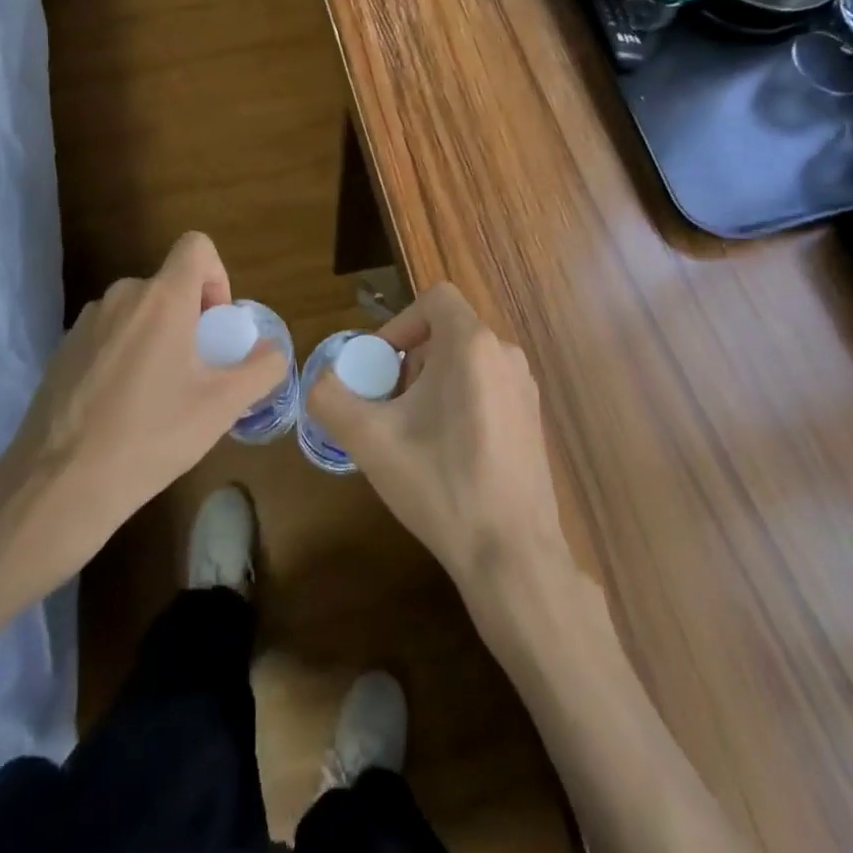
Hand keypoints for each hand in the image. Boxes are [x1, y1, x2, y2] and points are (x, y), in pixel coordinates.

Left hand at [0, 232, 287, 585]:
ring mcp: (86, 323)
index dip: (217, 276)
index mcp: (162, 298)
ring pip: (138, 313)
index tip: (216, 326)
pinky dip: (125, 355)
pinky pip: (109, 336)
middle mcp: (121, 296)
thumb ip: (261, 368)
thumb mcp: (223, 406)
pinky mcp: (62, 351)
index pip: (196, 246)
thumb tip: (271, 351)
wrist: (59, 485)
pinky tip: (121, 409)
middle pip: (169, 286)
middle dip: (190, 319)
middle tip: (195, 373)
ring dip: (157, 338)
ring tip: (158, 397)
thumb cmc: (151, 435)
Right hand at [308, 282, 570, 605]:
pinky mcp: (533, 419)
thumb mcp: (370, 440)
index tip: (380, 366)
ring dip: (433, 383)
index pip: (435, 297)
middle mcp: (506, 355)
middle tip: (389, 406)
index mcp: (473, 345)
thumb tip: (319, 381)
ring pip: (467, 362)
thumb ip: (331, 398)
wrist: (512, 554)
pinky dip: (459, 402)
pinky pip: (487, 387)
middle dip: (411, 361)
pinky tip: (447, 454)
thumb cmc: (441, 484)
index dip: (400, 323)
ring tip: (414, 433)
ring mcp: (525, 388)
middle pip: (448, 332)